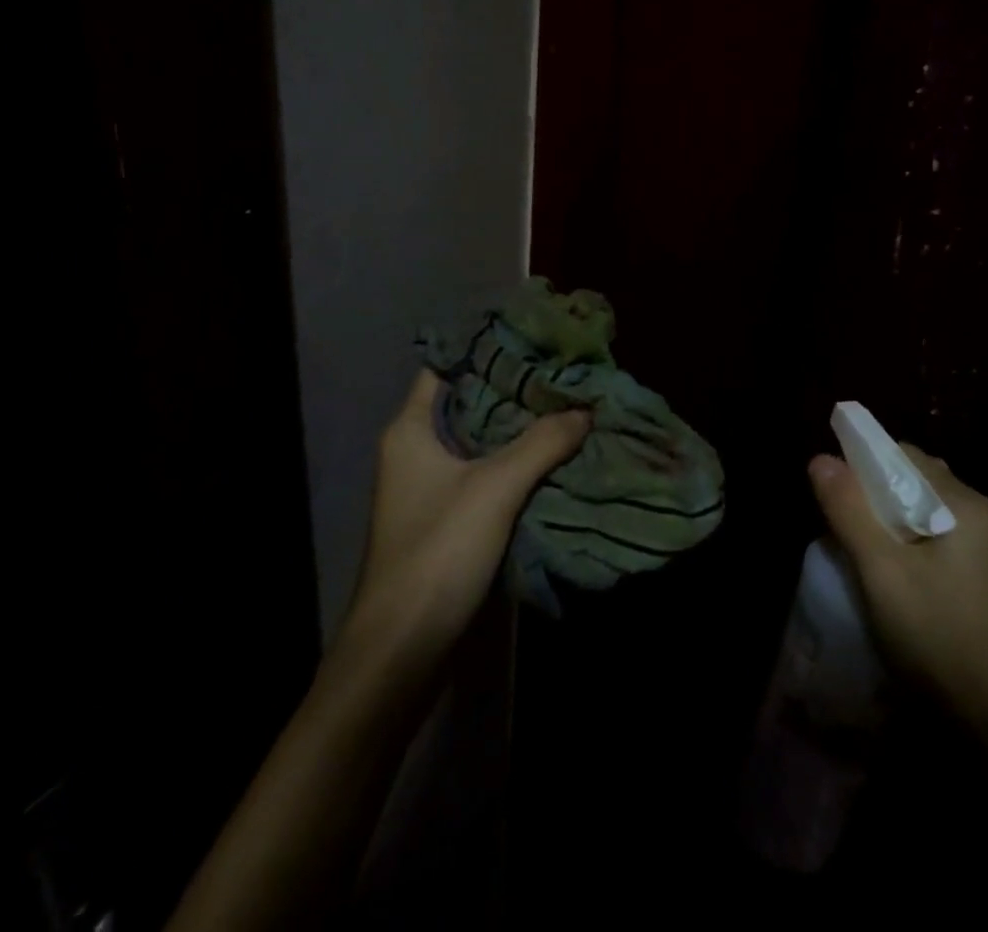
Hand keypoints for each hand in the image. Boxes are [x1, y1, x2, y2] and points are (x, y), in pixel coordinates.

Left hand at [341, 371, 589, 668]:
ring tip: (565, 407)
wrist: (402, 649)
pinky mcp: (445, 520)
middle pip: (467, 403)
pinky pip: (483, 476)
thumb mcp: (496, 487)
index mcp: (411, 429)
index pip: (444, 368)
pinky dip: (513, 464)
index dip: (483, 350)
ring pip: (478, 442)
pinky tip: (551, 458)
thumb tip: (584, 409)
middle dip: (512, 390)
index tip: (529, 338)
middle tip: (560, 373)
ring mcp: (428, 488)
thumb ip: (541, 443)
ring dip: (516, 430)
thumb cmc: (439, 550)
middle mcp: (414, 451)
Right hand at [808, 444, 987, 741]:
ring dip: (880, 515)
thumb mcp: (880, 570)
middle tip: (836, 516)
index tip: (828, 486)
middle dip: (869, 489)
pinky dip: (896, 537)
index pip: (903, 455)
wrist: (985, 728)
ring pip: (915, 507)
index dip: (862, 462)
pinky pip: (925, 533)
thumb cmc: (933, 637)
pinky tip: (877, 565)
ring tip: (850, 540)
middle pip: (911, 478)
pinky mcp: (971, 574)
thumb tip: (819, 458)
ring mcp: (978, 547)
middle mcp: (977, 516)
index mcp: (965, 505)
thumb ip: (849, 509)